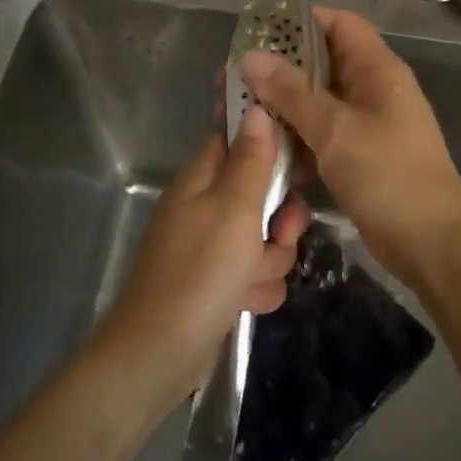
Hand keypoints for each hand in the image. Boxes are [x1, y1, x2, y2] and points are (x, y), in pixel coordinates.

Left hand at [95, 106, 308, 409]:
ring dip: (271, 260)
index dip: (269, 141)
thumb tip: (256, 109)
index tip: (299, 154)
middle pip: (261, 193)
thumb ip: (252, 160)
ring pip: (264, 237)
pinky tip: (248, 302)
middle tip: (281, 233)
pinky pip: (255, 272)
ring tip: (252, 279)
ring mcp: (210, 246)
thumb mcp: (235, 208)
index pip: (237, 137)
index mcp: (202, 178)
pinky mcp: (217, 282)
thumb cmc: (201, 271)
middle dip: (280, 219)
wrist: (162, 351)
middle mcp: (205, 206)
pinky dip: (257, 287)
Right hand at [241, 8, 460, 285]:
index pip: (339, 25)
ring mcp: (364, 126)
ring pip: (314, 103)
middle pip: (320, 64)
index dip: (300, 21)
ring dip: (279, 106)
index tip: (256, 32)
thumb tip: (251, 58)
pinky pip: (318, 135)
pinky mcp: (355, 157)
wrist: (429, 243)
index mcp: (377, 70)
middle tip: (231, 80)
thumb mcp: (335, 129)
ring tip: (233, 111)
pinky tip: (257, 146)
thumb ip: (291, 92)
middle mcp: (370, 91)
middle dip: (277, 69)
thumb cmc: (387, 175)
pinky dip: (292, 137)